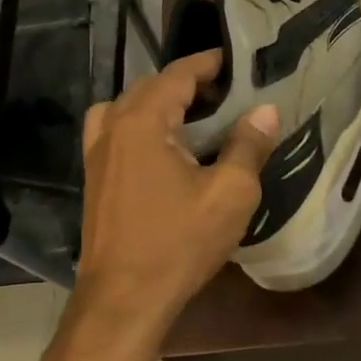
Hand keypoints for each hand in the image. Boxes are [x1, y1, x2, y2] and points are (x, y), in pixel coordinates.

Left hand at [72, 52, 279, 335]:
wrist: (124, 299)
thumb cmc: (179, 243)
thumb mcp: (230, 194)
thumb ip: (248, 146)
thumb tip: (265, 111)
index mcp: (143, 122)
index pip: (177, 75)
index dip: (208, 64)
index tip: (236, 61)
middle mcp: (113, 128)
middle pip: (150, 87)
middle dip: (187, 83)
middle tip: (226, 93)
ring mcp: (97, 155)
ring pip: (128, 109)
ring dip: (160, 103)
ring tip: (194, 118)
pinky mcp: (94, 180)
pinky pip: (116, 133)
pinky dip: (140, 126)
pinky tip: (165, 151)